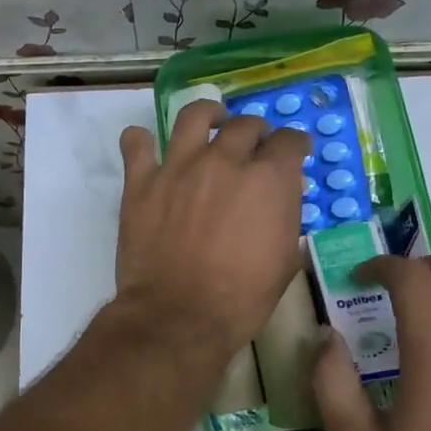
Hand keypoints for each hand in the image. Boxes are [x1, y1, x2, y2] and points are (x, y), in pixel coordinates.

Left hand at [114, 99, 310, 357]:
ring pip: (194, 116)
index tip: (294, 152)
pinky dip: (140, 140)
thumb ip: (285, 219)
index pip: (289, 141)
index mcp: (268, 178)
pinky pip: (136, 144)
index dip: (294, 145)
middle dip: (255, 132)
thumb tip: (281, 199)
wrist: (179, 315)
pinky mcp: (142, 181)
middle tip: (253, 145)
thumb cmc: (241, 297)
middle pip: (245, 125)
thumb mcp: (284, 261)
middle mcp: (225, 160)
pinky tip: (146, 144)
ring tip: (210, 121)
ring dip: (207, 114)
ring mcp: (179, 166)